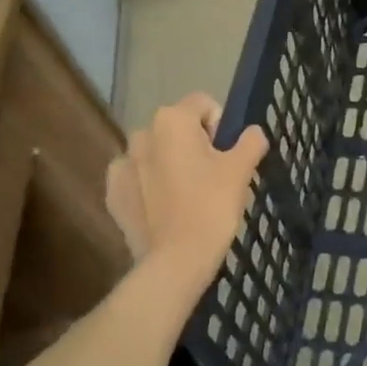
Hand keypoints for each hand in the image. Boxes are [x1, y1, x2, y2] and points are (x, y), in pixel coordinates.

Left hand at [106, 94, 268, 295]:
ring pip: (155, 153)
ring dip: (170, 164)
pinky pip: (137, 179)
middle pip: (176, 129)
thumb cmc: (212, 206)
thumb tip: (253, 132)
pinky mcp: (113, 193)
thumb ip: (251, 141)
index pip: (203, 104)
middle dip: (193, 145)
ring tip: (187, 196)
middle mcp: (142, 133)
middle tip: (211, 178)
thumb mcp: (242, 170)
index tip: (228, 155)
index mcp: (172, 120)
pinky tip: (165, 209)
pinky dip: (150, 187)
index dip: (220, 125)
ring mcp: (122, 164)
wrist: (176, 261)